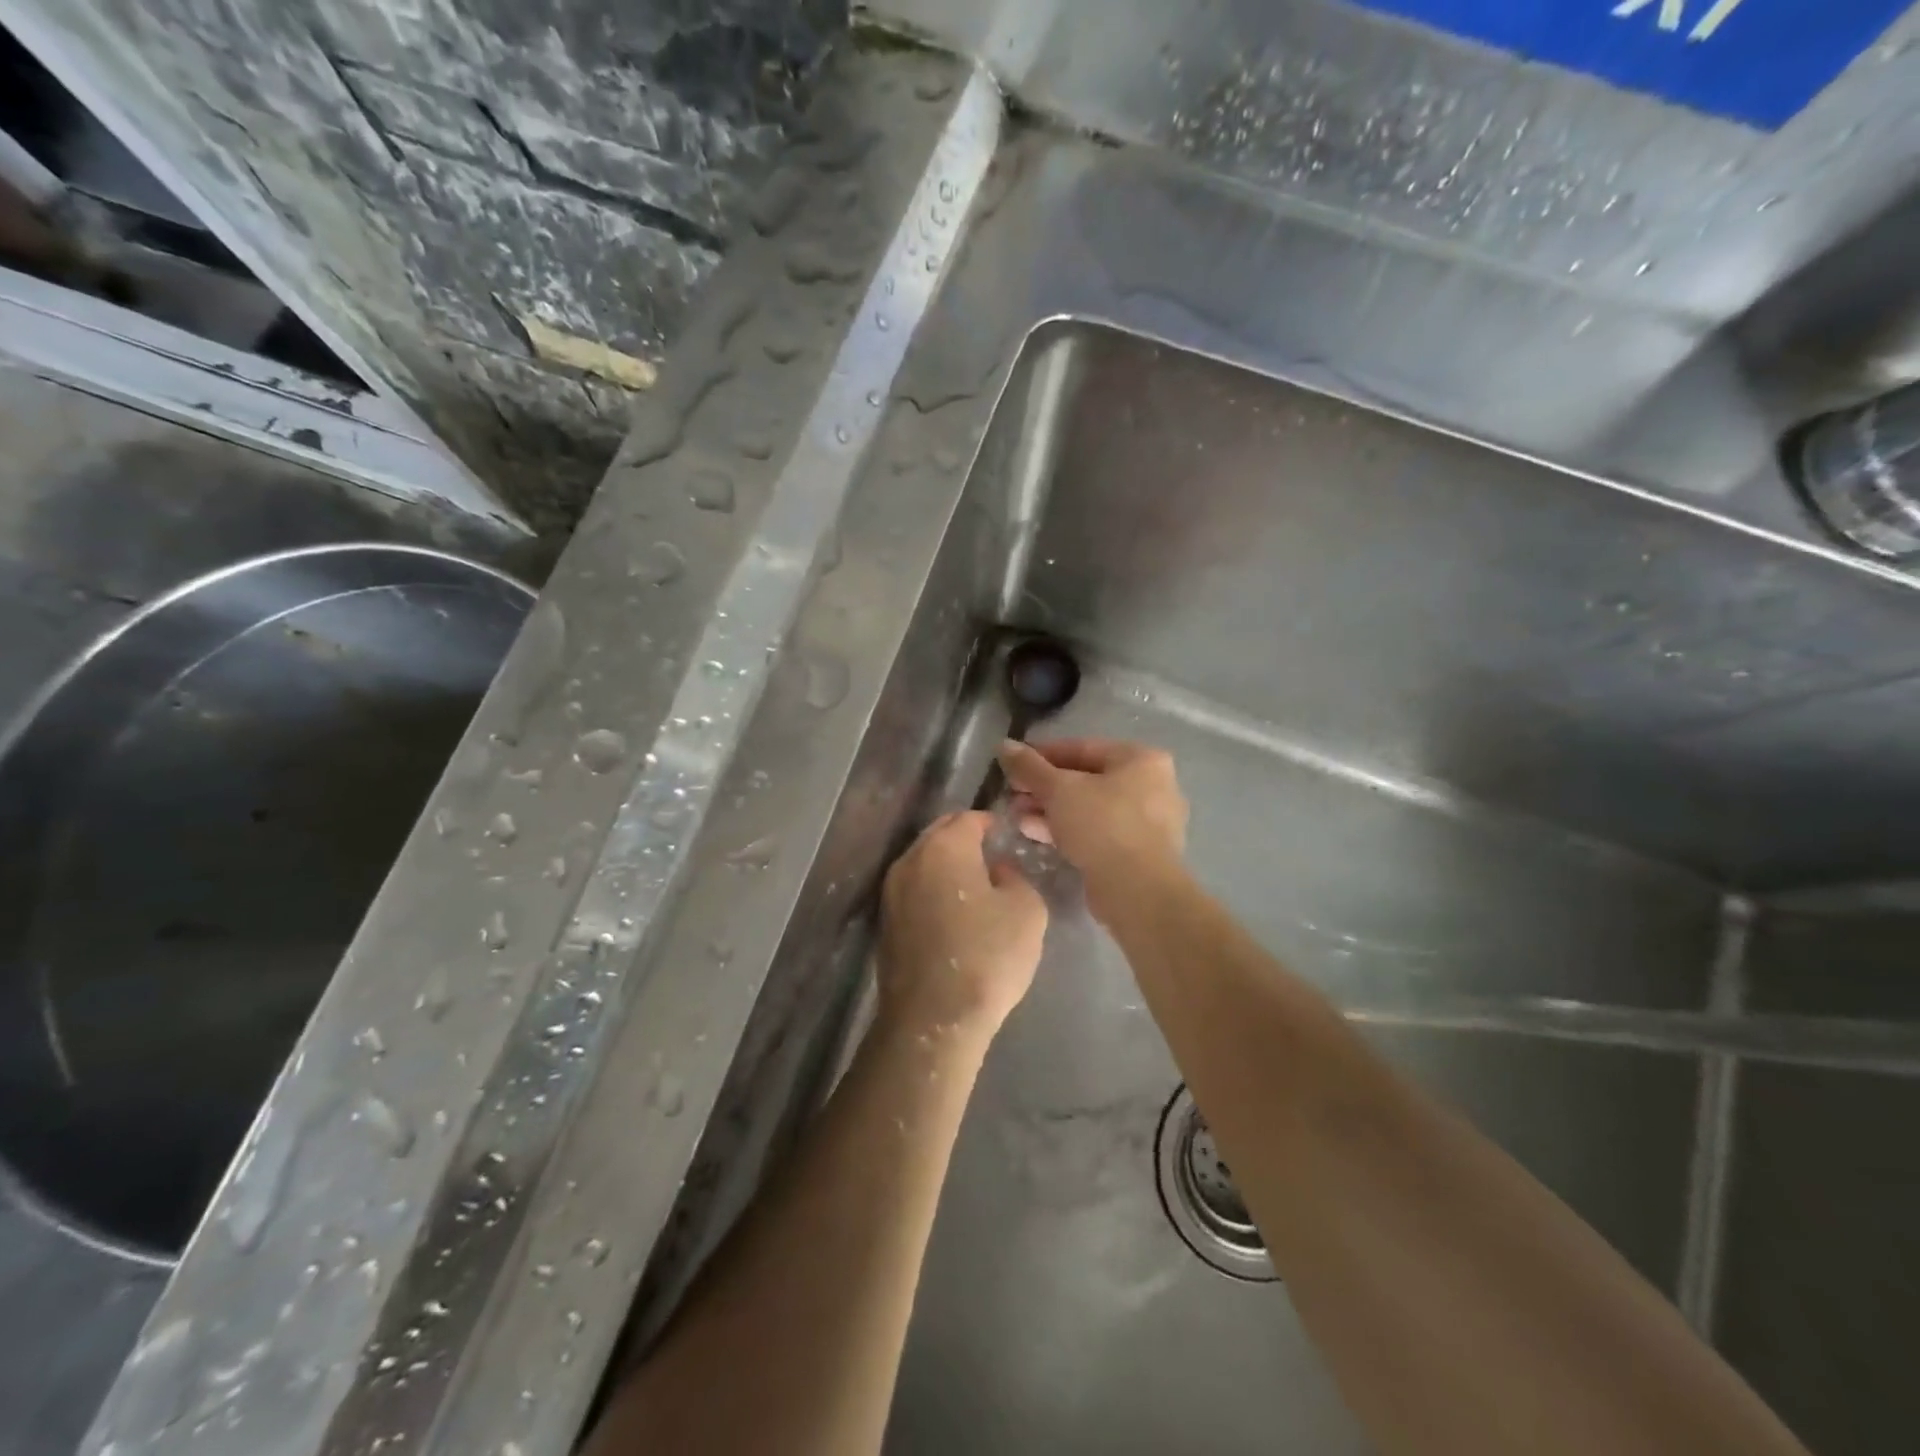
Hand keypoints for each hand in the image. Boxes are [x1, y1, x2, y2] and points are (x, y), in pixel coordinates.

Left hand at [878, 811, 1048, 1039]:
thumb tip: (997, 871)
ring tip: (974, 885)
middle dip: (964, 839)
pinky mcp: (886, 922)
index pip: (968, 818)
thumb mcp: (1027, 910)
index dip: (990, 823)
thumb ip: (1015, 877)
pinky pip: (914, 890)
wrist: (933, 1018)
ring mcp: (891, 891)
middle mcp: (910, 860)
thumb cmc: (987, 956)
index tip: (1006, 835)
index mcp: (944, 847)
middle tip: (991, 855)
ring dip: (946, 866)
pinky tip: (953, 913)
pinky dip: (933, 891)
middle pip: (940, 835)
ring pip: (923, 863)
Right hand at [996, 738, 1187, 917]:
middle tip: (1012, 794)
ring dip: (1050, 809)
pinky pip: (1097, 831)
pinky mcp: (1137, 852)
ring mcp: (1147, 822)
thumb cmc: (1102, 825)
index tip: (1012, 764)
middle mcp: (1151, 785)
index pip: (1082, 748)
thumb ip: (1030, 766)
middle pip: (1086, 779)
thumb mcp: (1059, 790)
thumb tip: (1004, 745)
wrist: (1137, 890)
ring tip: (1016, 816)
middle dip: (1044, 787)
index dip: (1042, 755)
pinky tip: (1033, 832)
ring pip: (1089, 807)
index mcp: (1141, 759)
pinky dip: (1067, 829)